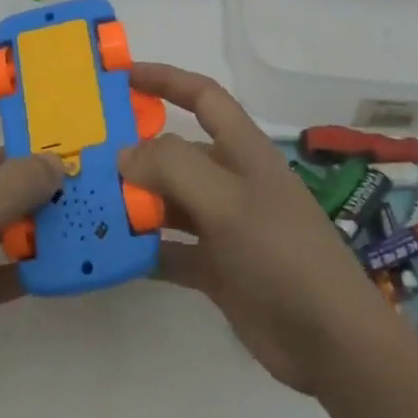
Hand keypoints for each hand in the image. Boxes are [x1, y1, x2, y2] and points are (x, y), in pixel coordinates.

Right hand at [119, 63, 399, 397]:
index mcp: (243, 151)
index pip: (202, 97)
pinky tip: (111, 253)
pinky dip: (144, 249)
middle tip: (86, 156)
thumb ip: (174, 168)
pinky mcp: (217, 269)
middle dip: (136, 151)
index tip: (122, 75)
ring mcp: (224, 226)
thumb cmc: (281, 253)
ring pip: (169, 202)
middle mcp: (231, 181)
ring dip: (135, 202)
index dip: (165, 79)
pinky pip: (170, 249)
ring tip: (88, 203)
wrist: (331, 342)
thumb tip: (125, 154)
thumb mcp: (228, 201)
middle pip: (177, 153)